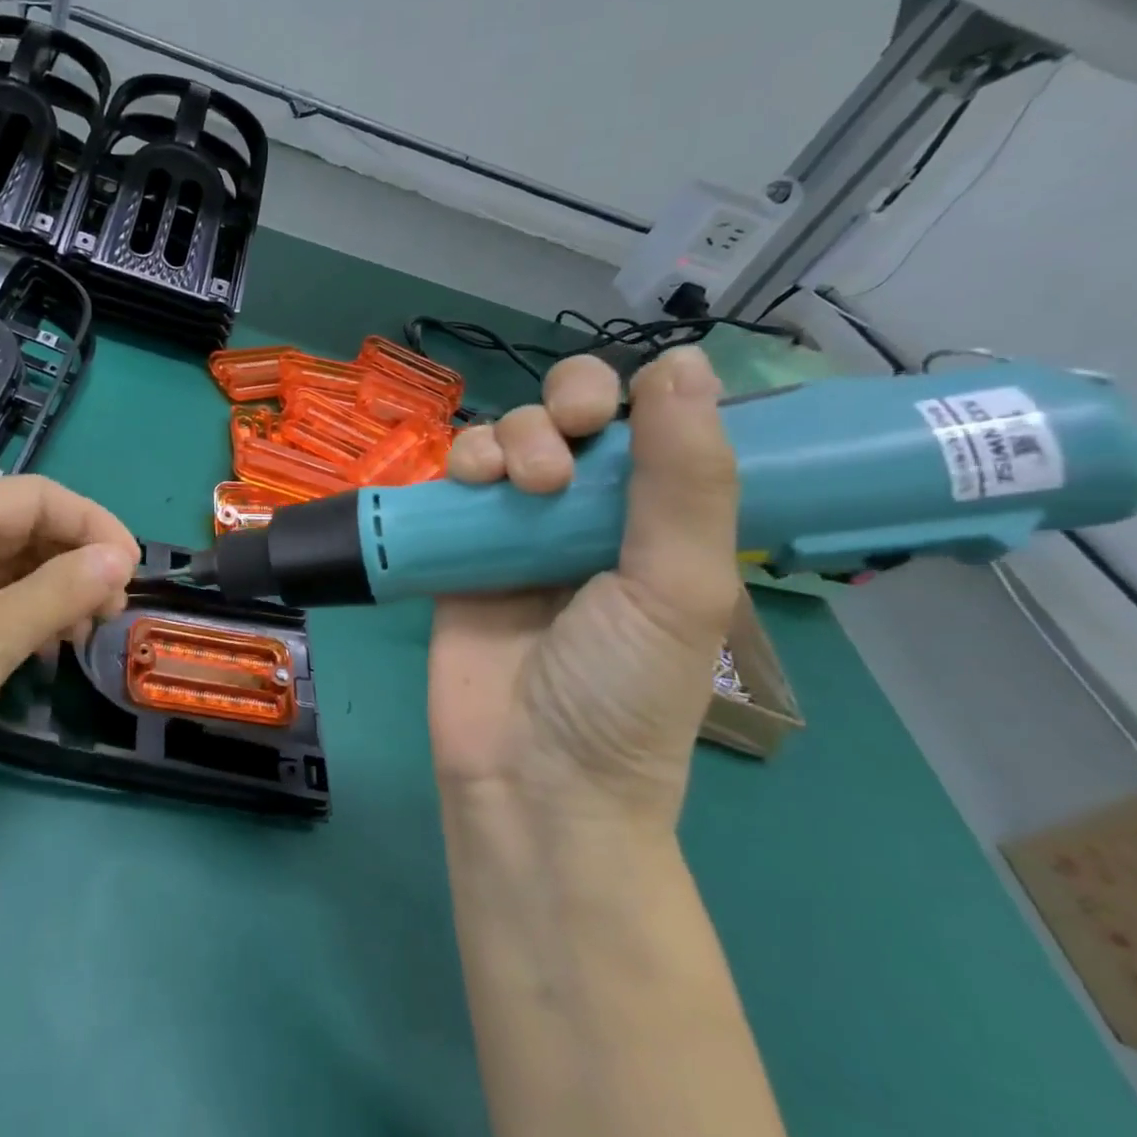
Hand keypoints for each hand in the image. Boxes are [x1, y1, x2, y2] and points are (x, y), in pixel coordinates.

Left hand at [0, 475, 138, 842]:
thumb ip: (64, 589)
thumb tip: (119, 558)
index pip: (39, 497)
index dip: (95, 526)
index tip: (133, 576)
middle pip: (23, 527)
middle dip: (75, 563)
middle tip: (110, 615)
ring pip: (6, 567)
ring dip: (52, 593)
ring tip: (81, 637)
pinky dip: (20, 617)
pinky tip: (41, 652)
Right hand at [428, 346, 740, 828]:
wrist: (529, 776)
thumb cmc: (621, 690)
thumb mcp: (678, 586)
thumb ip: (685, 478)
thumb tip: (683, 360)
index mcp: (657, 521)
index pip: (647, 424)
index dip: (626, 398)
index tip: (608, 416)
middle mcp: (587, 516)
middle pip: (565, 417)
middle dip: (558, 411)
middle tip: (558, 456)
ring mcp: (516, 533)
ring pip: (505, 440)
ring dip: (507, 438)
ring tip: (514, 486)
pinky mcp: (455, 551)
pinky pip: (452, 484)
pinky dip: (457, 465)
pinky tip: (464, 482)